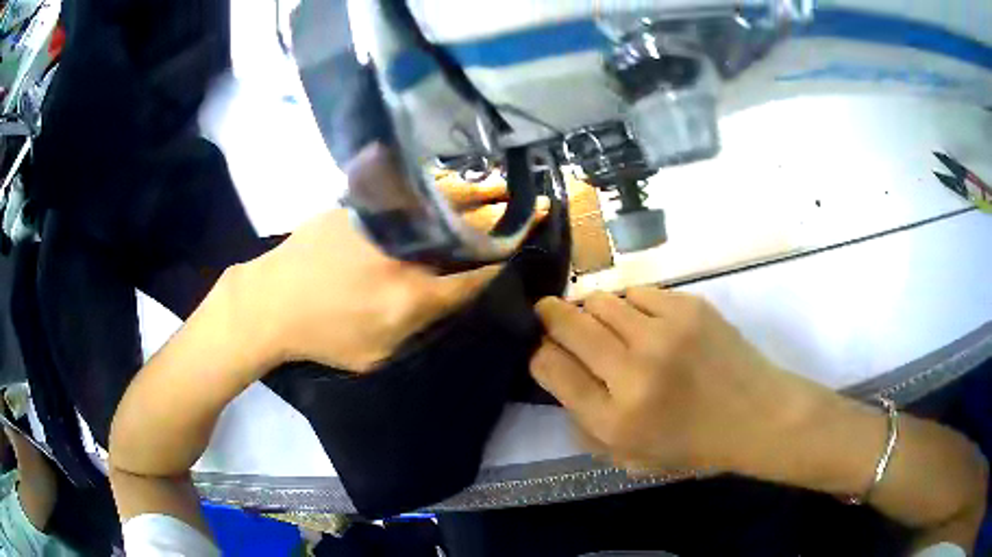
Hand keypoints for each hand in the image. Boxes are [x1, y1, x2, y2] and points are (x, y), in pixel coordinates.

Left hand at [233, 148, 546, 372]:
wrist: (271, 301)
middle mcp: (405, 251)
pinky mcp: (359, 202)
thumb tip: (450, 300)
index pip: (477, 275)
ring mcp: (381, 220)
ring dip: (475, 196)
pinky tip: (444, 188)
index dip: (506, 261)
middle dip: (502, 220)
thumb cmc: (323, 337)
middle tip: (529, 207)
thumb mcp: (377, 354)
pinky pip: (406, 192)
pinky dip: (432, 190)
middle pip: (466, 231)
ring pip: (441, 202)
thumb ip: (420, 329)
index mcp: (413, 295)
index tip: (526, 248)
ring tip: (499, 189)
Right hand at [529, 288, 821, 474]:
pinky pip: (637, 292)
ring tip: (606, 324)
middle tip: (550, 316)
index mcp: (615, 419)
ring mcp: (664, 332)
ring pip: (600, 299)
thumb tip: (561, 376)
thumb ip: (586, 426)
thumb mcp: (629, 459)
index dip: (538, 353)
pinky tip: (644, 321)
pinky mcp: (689, 306)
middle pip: (567, 322)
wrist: (758, 416)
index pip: (550, 367)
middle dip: (549, 316)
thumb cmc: (694, 446)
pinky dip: (631, 305)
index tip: (544, 350)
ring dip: (592, 310)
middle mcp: (634, 371)